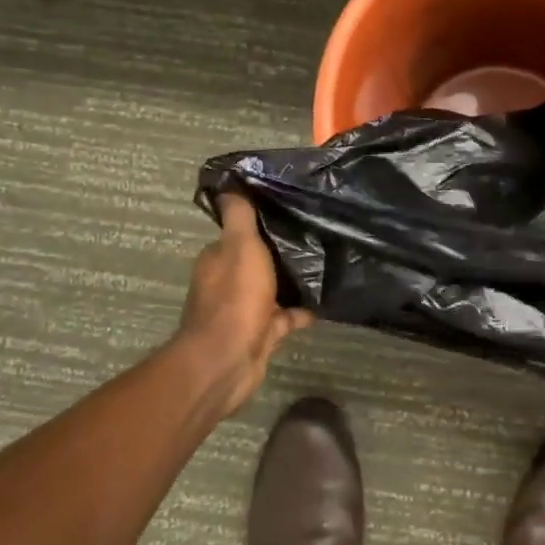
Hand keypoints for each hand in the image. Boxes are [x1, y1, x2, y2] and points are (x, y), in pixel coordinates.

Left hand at [177, 193, 313, 415]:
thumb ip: (238, 216)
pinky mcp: (261, 334)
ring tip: (327, 265)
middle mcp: (227, 283)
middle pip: (258, 262)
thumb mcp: (240, 245)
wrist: (229, 359)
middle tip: (317, 236)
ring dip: (293, 282)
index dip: (260, 224)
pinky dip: (301, 311)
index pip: (238, 235)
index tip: (289, 211)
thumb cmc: (235, 296)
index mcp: (218, 259)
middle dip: (281, 253)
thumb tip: (228, 185)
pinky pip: (285, 317)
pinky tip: (326, 302)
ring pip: (273, 289)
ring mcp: (244, 311)